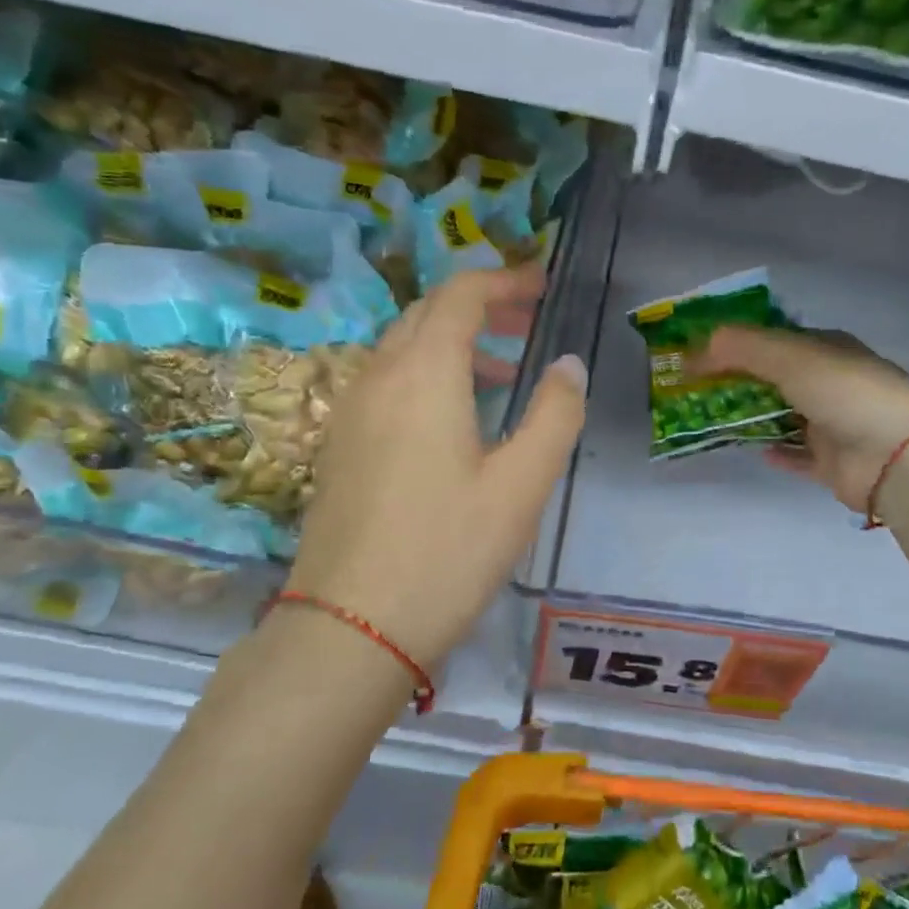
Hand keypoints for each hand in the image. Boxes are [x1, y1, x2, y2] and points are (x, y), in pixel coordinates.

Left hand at [282, 263, 586, 674]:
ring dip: (452, 343)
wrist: (351, 627)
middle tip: (526, 323)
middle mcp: (379, 377)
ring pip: (402, 349)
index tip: (540, 286)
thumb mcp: (522, 484)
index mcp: (424, 374)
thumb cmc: (448, 551)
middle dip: (479, 307)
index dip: (502, 281)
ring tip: (502, 373)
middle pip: (426, 313)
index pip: (460, 295)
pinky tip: (453, 420)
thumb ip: (554, 415)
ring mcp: (350, 412)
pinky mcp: (340, 446)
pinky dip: (426, 376)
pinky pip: (386, 384)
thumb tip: (568, 364)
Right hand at [692, 326, 908, 513]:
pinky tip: (753, 450)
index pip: (774, 340)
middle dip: (737, 382)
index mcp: (826, 349)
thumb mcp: (789, 356)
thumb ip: (739, 348)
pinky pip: (798, 456)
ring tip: (710, 419)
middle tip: (695, 390)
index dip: (736, 343)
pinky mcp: (832, 464)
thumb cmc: (845, 392)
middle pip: (774, 379)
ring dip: (751, 417)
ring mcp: (833, 425)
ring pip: (782, 417)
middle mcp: (830, 383)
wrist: (898, 456)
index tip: (698, 352)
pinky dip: (777, 452)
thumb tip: (692, 350)